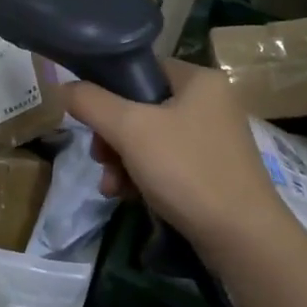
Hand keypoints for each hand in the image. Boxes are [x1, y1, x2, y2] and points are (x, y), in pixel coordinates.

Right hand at [66, 60, 294, 263]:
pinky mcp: (211, 171)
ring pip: (149, 138)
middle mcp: (210, 102)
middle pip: (140, 107)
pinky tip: (127, 197)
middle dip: (112, 136)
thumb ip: (92, 102)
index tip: (90, 117)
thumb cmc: (187, 170)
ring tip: (111, 186)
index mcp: (199, 79)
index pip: (141, 68)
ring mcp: (212, 139)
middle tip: (100, 157)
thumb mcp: (130, 130)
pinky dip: (142, 176)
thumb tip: (63, 86)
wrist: (243, 238)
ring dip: (121, 161)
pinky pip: (165, 163)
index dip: (109, 88)